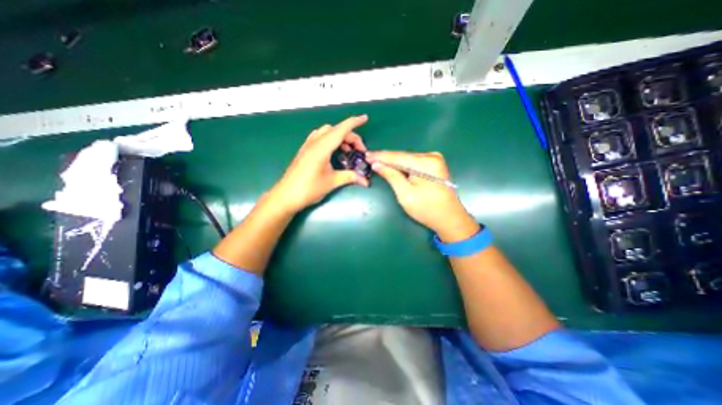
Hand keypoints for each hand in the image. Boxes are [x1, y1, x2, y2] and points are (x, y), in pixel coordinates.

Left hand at [273, 114, 371, 212]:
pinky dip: (329, 139)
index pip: (341, 130)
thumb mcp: (332, 182)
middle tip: (359, 150)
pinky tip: (333, 151)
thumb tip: (365, 181)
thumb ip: (349, 177)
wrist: (286, 196)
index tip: (365, 118)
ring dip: (339, 136)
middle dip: (350, 136)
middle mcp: (314, 143)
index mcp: (322, 148)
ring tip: (347, 150)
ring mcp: (307, 146)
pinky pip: (319, 137)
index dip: (354, 122)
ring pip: (326, 132)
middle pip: (335, 130)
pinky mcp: (304, 151)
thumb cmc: (309, 189)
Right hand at [367, 150, 478, 240]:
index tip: (366, 155)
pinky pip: (413, 163)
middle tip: (369, 158)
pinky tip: (392, 166)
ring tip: (377, 161)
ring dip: (393, 162)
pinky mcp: (434, 166)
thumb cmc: (426, 208)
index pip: (397, 157)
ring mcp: (435, 160)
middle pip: (403, 157)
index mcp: (425, 162)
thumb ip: (391, 176)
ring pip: (407, 159)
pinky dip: (402, 166)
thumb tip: (377, 164)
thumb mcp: (405, 193)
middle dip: (386, 159)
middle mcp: (431, 156)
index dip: (380, 156)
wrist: (449, 218)